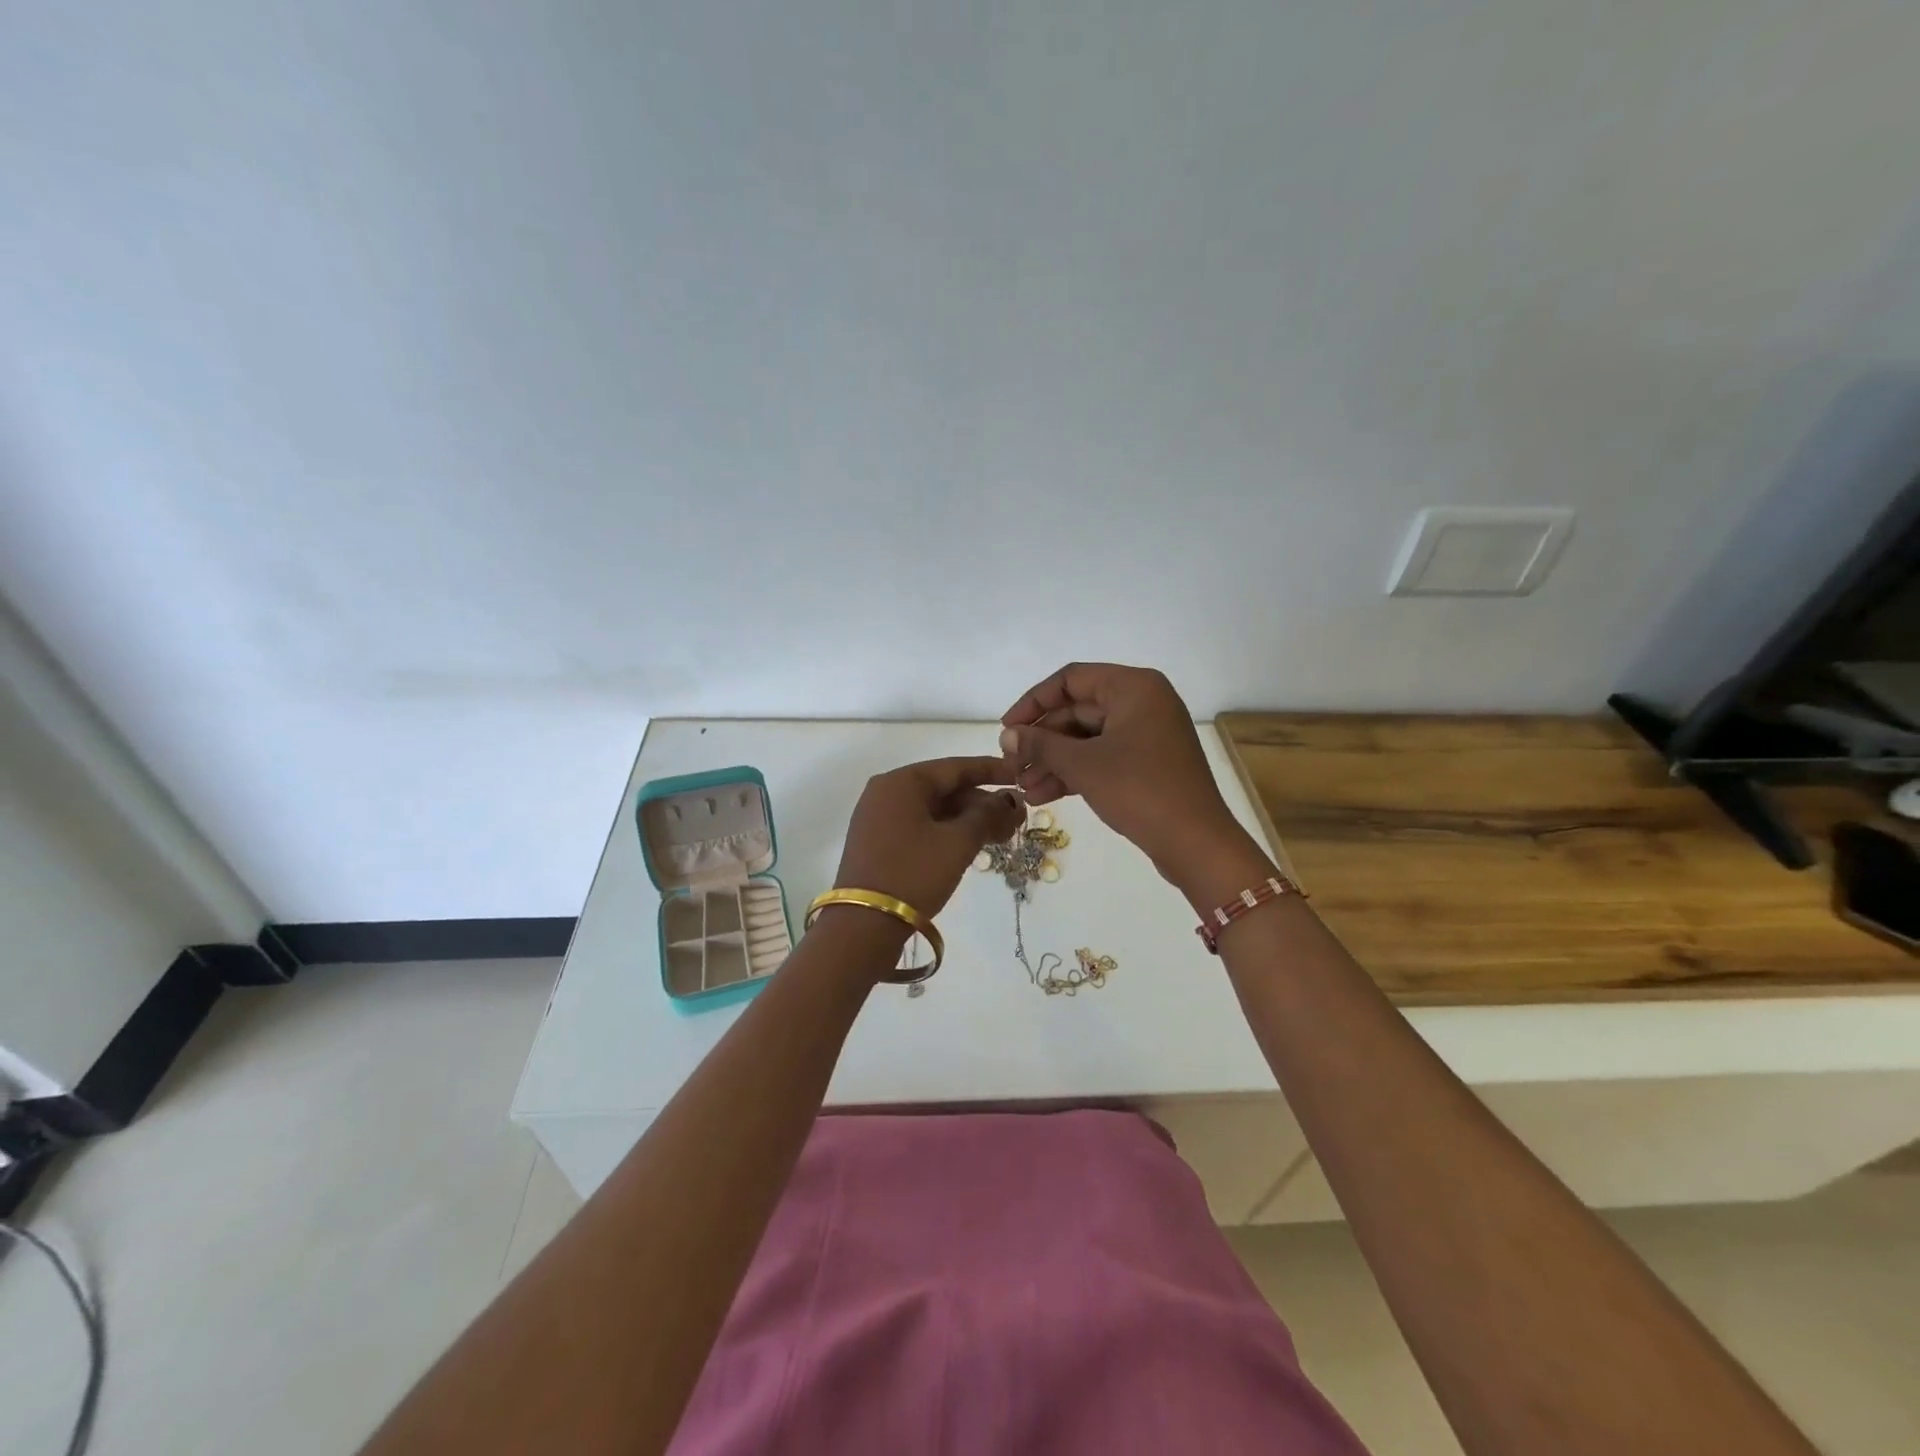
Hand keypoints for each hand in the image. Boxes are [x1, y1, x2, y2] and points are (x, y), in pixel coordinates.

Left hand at [833, 757, 1024, 919]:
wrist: (863, 925)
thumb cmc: (913, 874)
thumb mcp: (957, 843)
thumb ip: (988, 815)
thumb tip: (1010, 800)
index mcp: (902, 782)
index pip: (955, 767)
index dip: (991, 770)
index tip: (1020, 775)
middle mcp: (886, 793)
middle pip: (944, 788)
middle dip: (982, 802)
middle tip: (1016, 819)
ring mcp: (879, 819)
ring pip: (934, 810)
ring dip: (968, 820)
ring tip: (1003, 836)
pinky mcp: (879, 843)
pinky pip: (921, 826)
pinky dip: (948, 832)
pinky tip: (974, 846)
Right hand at [999, 664, 1263, 889]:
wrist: (1195, 842)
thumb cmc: (1139, 790)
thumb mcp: (1083, 764)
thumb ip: (1040, 744)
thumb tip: (1006, 735)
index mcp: (1133, 687)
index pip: (1070, 680)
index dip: (1033, 702)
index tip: (1007, 729)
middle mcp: (1142, 703)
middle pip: (1077, 711)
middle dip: (1042, 741)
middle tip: (1012, 766)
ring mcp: (1146, 734)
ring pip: (1087, 739)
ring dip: (1054, 761)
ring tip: (1023, 788)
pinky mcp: (1147, 763)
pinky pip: (1102, 758)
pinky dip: (1075, 773)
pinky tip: (1043, 796)